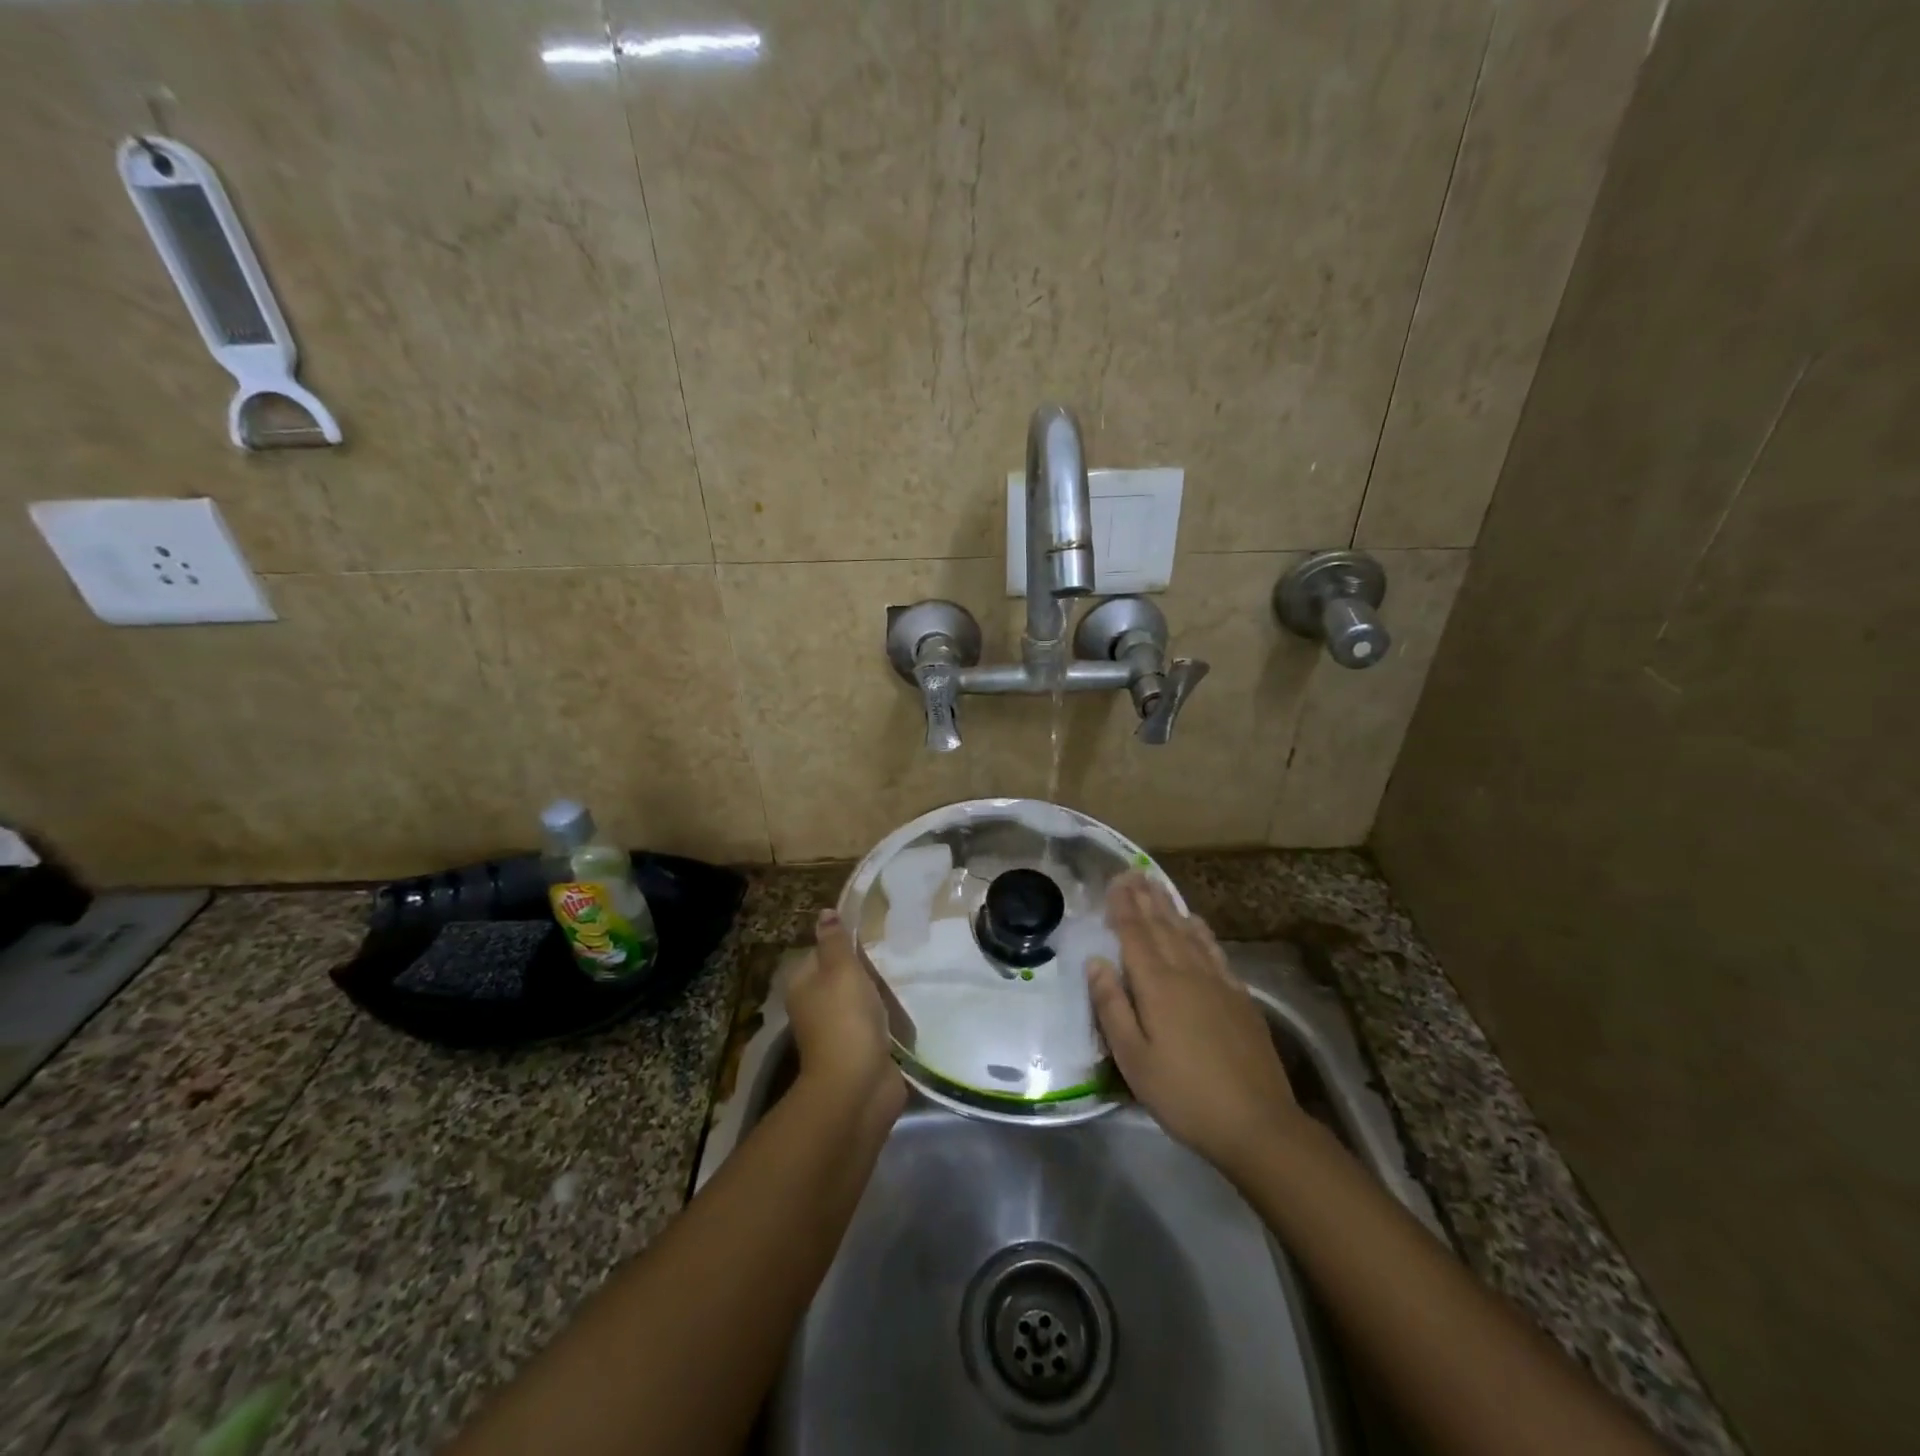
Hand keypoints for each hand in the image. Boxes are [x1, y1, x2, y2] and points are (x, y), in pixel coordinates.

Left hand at [787, 910, 906, 1120]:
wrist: (858, 1085)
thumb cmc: (845, 1018)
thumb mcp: (841, 969)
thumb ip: (836, 941)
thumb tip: (825, 912)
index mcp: (802, 985)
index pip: (819, 952)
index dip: (841, 942)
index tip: (870, 933)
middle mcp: (814, 1007)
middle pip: (839, 977)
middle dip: (863, 969)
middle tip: (892, 952)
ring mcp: (837, 1031)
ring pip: (858, 1001)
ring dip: (877, 993)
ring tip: (902, 975)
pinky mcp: (860, 1050)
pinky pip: (874, 1024)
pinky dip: (886, 1017)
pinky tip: (904, 1006)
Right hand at [1088, 874, 1303, 1176]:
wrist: (1257, 1123)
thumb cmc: (1183, 1094)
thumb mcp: (1133, 1059)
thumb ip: (1112, 1006)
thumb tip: (1095, 961)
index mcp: (1157, 986)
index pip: (1134, 935)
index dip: (1123, 906)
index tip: (1115, 880)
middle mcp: (1187, 972)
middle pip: (1162, 926)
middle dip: (1145, 898)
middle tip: (1133, 872)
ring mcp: (1218, 982)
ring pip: (1188, 933)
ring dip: (1170, 907)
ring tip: (1157, 886)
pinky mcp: (1240, 997)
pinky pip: (1215, 951)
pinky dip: (1201, 931)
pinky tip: (1196, 923)